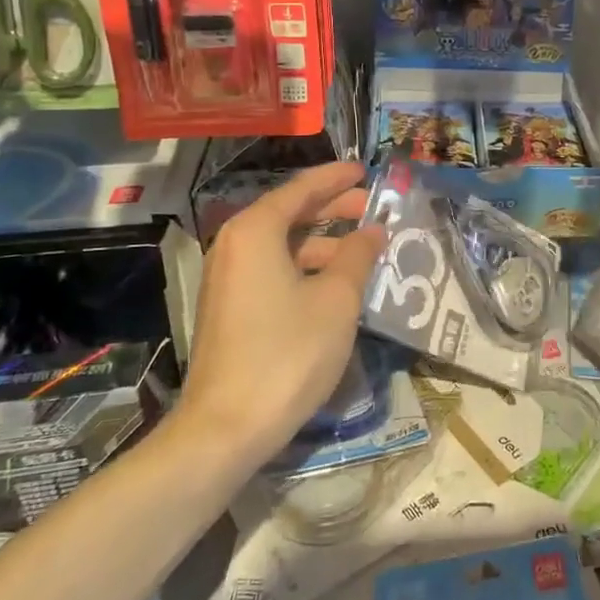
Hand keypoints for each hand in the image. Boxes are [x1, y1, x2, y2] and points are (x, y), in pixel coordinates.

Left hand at [177, 162, 386, 466]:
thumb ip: (358, 255)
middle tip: (373, 208)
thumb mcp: (337, 300)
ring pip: (283, 245)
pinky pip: (272, 269)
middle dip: (333, 208)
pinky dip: (305, 267)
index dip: (337, 178)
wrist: (226, 428)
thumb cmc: (288, 352)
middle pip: (290, 213)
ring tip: (364, 252)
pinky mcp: (229, 307)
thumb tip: (373, 230)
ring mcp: (227, 278)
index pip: (302, 188)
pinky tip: (336, 284)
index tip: (366, 171)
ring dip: (323, 243)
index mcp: (256, 230)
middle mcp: (234, 244)